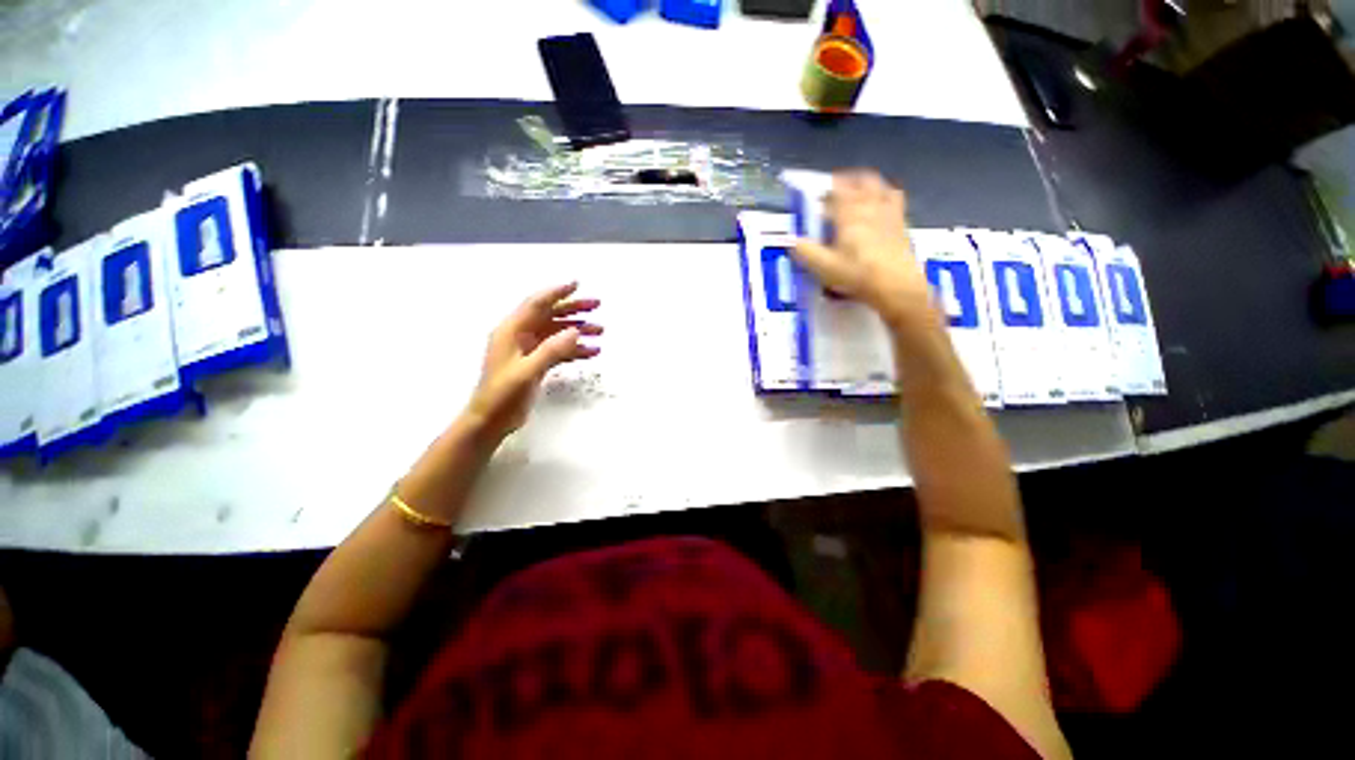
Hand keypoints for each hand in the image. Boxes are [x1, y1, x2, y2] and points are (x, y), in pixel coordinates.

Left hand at [465, 283, 601, 440]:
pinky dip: (575, 349)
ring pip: (557, 332)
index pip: (536, 304)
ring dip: (578, 330)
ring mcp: (529, 350)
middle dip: (573, 309)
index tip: (576, 284)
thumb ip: (551, 350)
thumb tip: (575, 331)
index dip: (556, 293)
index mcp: (511, 331)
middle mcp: (520, 336)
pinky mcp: (535, 363)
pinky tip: (592, 352)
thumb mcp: (527, 372)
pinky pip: (559, 350)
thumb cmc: (502, 395)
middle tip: (596, 305)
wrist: (490, 421)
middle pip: (550, 315)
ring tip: (600, 330)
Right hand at [791, 171, 932, 329]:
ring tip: (857, 195)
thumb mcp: (824, 267)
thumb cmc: (857, 274)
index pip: (837, 188)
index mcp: (850, 211)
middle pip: (862, 180)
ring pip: (880, 186)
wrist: (896, 286)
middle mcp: (871, 204)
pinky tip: (879, 210)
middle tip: (835, 190)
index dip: (825, 187)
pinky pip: (894, 200)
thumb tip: (791, 241)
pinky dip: (884, 197)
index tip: (815, 192)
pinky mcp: (902, 224)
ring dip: (867, 185)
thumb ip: (805, 252)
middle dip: (847, 180)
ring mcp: (890, 212)